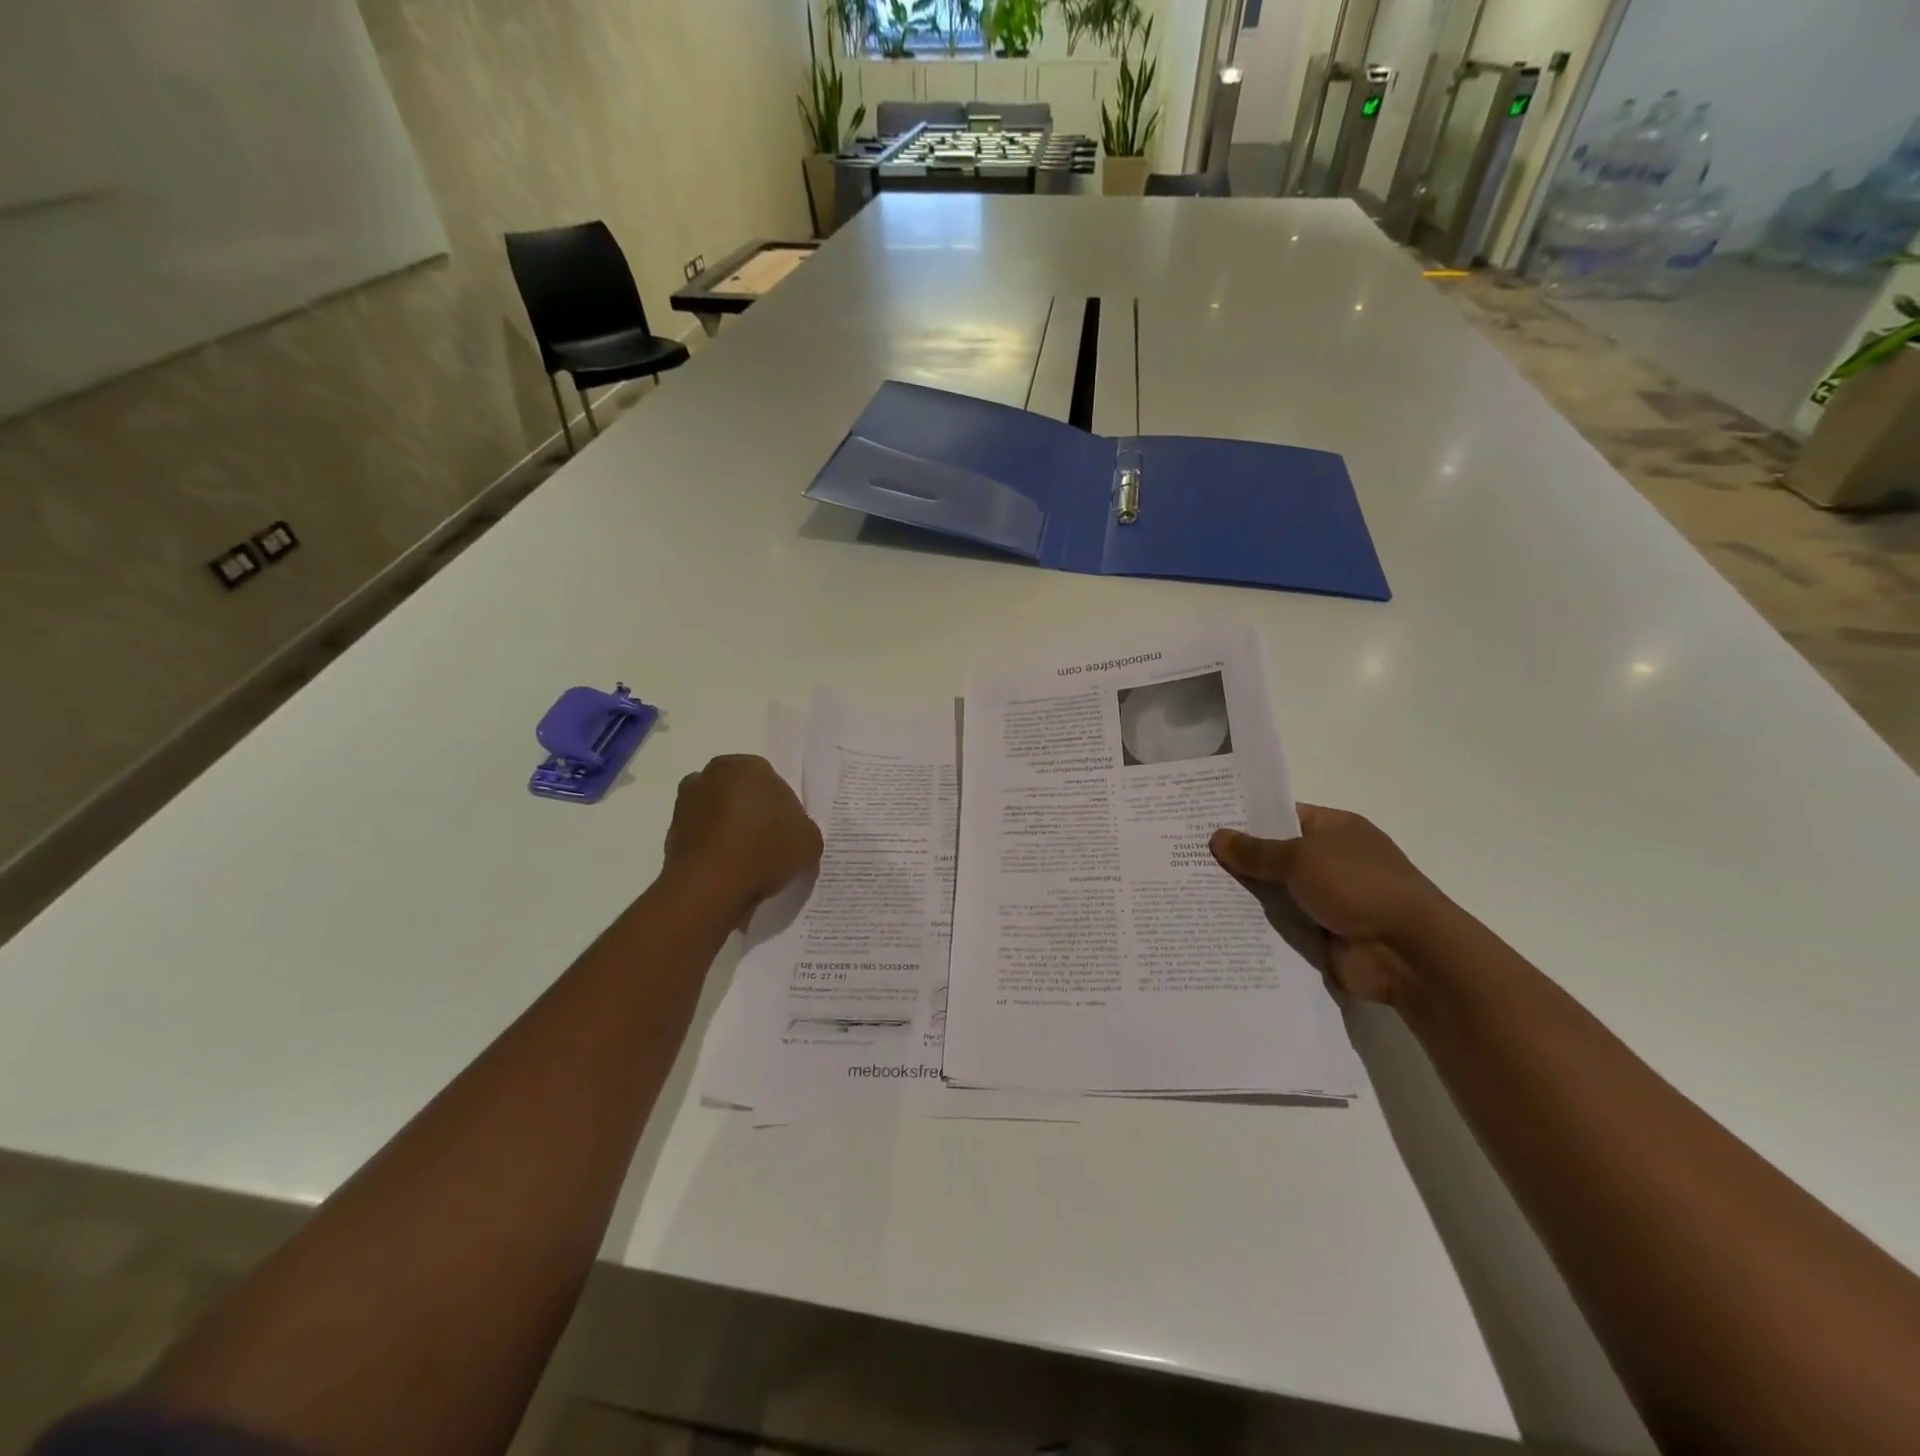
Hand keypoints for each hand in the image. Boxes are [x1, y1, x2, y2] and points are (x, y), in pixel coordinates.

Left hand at [663, 756, 822, 918]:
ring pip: (719, 815)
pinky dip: (715, 849)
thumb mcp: (808, 839)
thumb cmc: (764, 849)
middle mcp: (710, 775)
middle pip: (742, 795)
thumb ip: (804, 829)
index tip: (790, 834)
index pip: (773, 783)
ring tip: (749, 862)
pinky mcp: (671, 834)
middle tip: (771, 844)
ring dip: (732, 831)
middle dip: (754, 814)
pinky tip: (729, 871)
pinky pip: (704, 838)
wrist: (710, 886)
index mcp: (744, 765)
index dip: (785, 809)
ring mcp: (685, 804)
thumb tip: (793, 834)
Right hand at [1210, 806, 1454, 1005]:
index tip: (1205, 821)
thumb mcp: (1300, 858)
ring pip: (1275, 893)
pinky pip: (1281, 927)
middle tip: (1187, 856)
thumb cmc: (1358, 886)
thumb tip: (1217, 837)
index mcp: (1336, 829)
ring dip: (1244, 896)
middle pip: (1276, 856)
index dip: (1247, 817)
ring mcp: (1328, 900)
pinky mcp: (1322, 936)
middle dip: (1238, 859)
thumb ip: (1256, 851)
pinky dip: (1257, 927)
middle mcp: (1332, 861)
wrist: (1407, 953)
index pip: (1284, 815)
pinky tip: (1216, 924)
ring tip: (1189, 891)